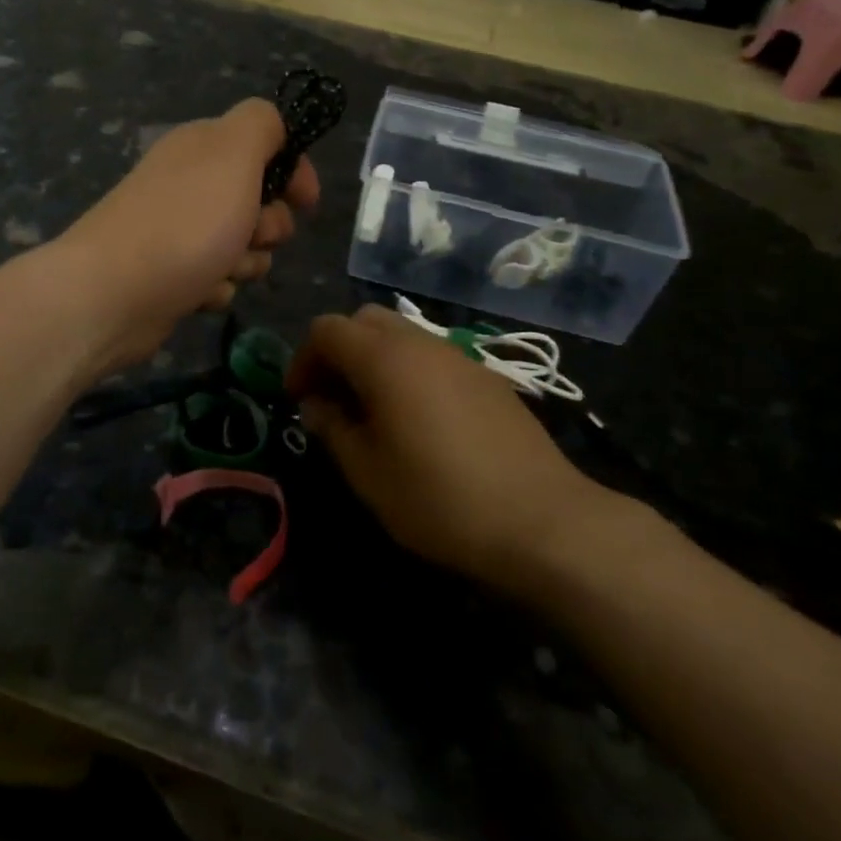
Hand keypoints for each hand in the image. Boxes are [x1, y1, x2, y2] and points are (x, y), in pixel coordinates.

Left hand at [57, 99, 319, 375]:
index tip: (305, 203)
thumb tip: (277, 132)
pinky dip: (216, 288)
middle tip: (251, 236)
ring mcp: (176, 230)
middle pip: (258, 200)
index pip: (266, 144)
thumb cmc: (185, 222)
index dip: (293, 172)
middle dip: (268, 226)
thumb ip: (262, 124)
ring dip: (245, 263)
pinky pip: (216, 279)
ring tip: (222, 271)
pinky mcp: (169, 274)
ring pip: (242, 246)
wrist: (111, 294)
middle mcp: (188, 183)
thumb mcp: (234, 153)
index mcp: (203, 147)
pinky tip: (199, 293)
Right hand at [287, 305, 619, 597]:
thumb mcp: (368, 472)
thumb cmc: (439, 498)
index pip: (327, 330)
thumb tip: (316, 403)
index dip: (303, 359)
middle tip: (332, 397)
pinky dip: (408, 370)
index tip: (300, 399)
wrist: (541, 520)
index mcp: (384, 358)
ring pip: (401, 335)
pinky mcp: (486, 377)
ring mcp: (459, 357)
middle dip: (338, 350)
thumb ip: (333, 427)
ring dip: (374, 358)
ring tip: (371, 410)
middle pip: (364, 320)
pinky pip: (432, 356)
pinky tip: (417, 419)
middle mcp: (421, 343)